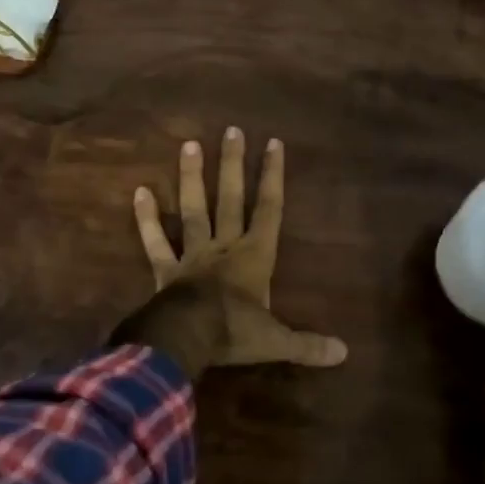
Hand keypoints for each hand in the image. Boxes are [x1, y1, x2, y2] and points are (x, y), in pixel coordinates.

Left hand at [118, 129, 347, 375]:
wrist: (185, 340)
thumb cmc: (234, 333)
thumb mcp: (276, 341)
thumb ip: (307, 344)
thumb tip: (344, 353)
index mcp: (255, 256)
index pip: (269, 208)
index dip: (272, 176)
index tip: (273, 143)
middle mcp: (224, 246)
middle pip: (230, 198)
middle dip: (233, 164)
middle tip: (232, 130)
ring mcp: (192, 254)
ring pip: (194, 209)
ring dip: (192, 178)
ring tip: (189, 144)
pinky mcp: (165, 269)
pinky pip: (155, 241)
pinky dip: (147, 218)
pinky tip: (140, 192)